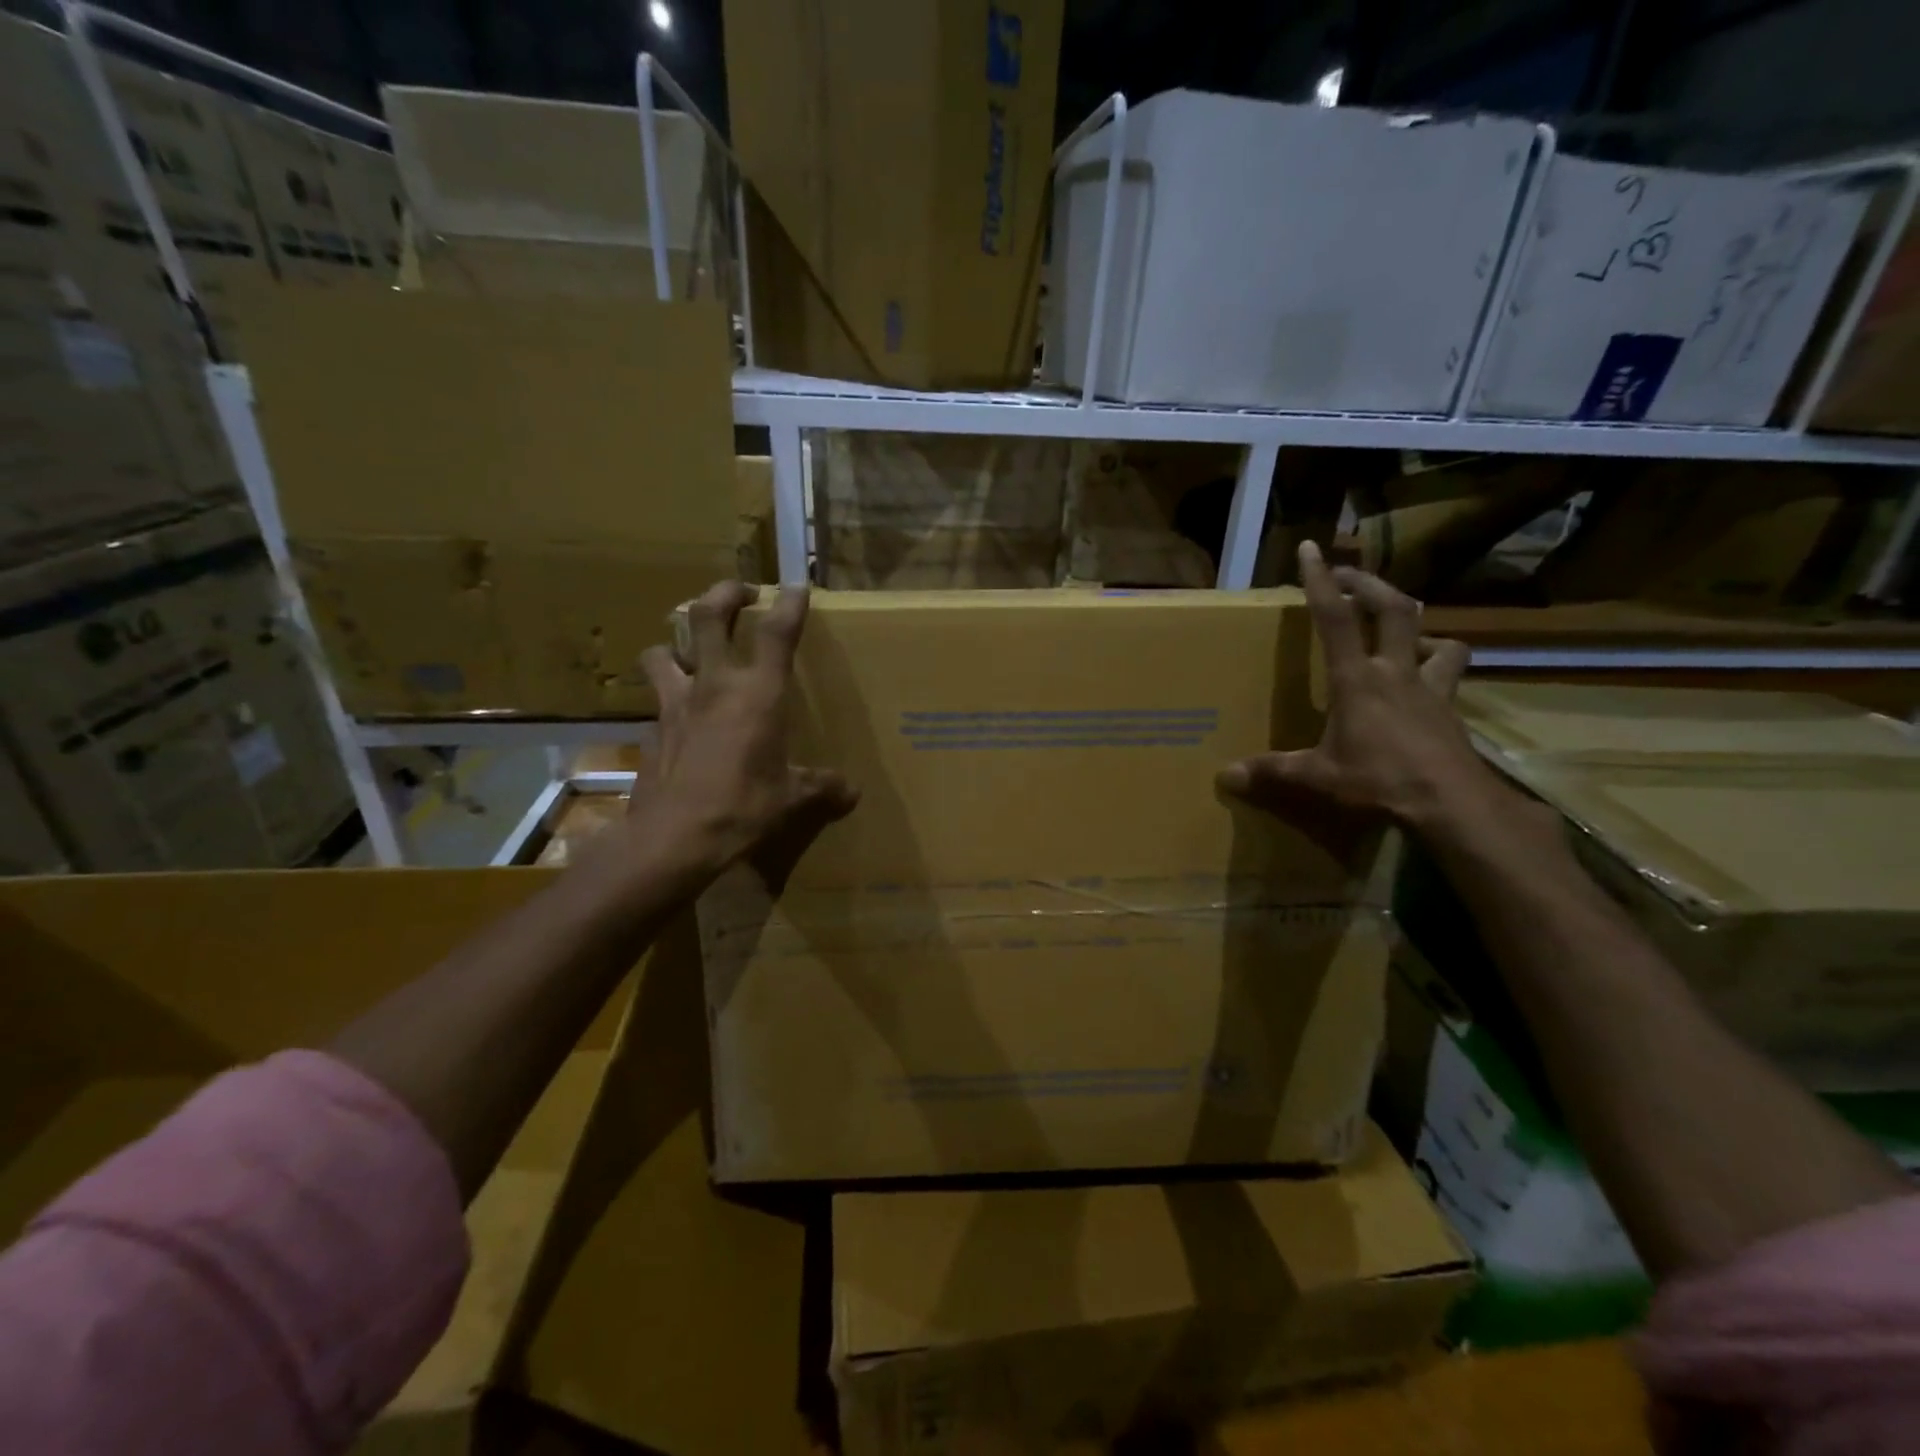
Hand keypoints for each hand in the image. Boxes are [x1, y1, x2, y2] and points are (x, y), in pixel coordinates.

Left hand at [632, 581, 857, 874]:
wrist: (674, 837)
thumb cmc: (743, 808)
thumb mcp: (791, 799)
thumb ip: (822, 787)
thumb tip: (853, 792)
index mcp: (758, 694)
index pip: (776, 633)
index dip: (789, 604)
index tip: (796, 588)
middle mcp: (714, 685)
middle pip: (708, 616)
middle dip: (725, 594)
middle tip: (740, 592)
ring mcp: (676, 703)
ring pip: (663, 651)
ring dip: (677, 643)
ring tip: (690, 651)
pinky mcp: (651, 729)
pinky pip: (656, 700)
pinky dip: (667, 698)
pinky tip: (679, 718)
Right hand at [1217, 543, 1489, 831]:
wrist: (1452, 803)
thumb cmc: (1379, 780)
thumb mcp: (1318, 777)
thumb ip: (1272, 771)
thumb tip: (1225, 776)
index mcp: (1357, 679)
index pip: (1335, 618)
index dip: (1321, 581)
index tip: (1311, 548)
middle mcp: (1395, 672)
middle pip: (1394, 609)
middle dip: (1371, 585)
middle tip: (1350, 576)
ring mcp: (1430, 688)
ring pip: (1439, 638)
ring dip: (1421, 627)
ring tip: (1405, 632)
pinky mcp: (1451, 710)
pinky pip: (1450, 675)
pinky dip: (1441, 666)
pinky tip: (1428, 681)